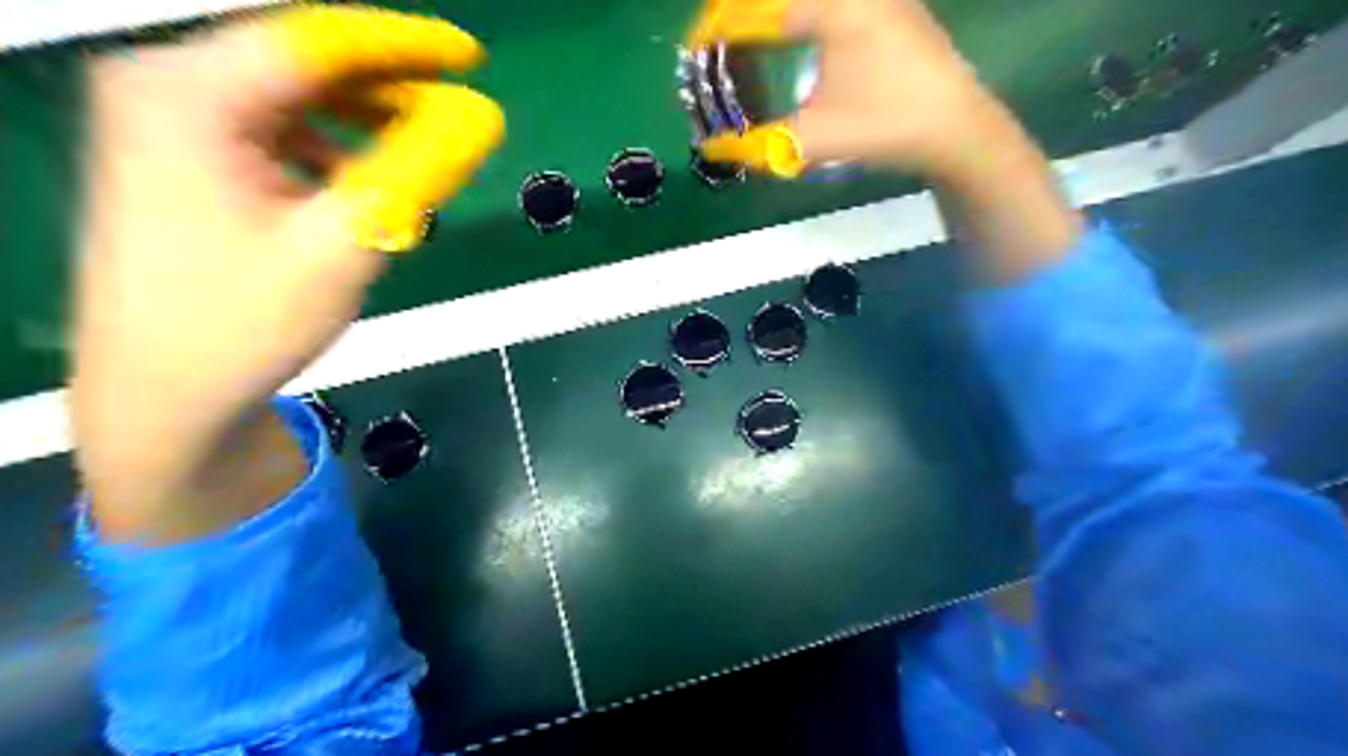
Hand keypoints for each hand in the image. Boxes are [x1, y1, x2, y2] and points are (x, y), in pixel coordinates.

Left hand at [73, 2, 505, 541]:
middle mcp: (166, 88)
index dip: (405, 44)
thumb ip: (415, 172)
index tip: (474, 56)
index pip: (316, 40)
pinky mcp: (183, 159)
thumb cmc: (245, 323)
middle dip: (388, 87)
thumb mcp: (343, 243)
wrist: (162, 396)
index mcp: (186, 93)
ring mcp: (168, 123)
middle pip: (301, 63)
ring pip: (292, 98)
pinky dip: (332, 149)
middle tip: (459, 117)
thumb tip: (483, 118)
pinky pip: (276, 131)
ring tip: (421, 159)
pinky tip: (361, 188)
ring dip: (364, 122)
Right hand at [684, 0, 1080, 279]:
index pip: (757, 9)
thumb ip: (759, 144)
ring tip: (746, 40)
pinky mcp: (889, 8)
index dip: (718, 27)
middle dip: (741, 14)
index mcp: (832, 7)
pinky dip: (800, 17)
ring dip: (770, 15)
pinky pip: (828, 4)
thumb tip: (712, 149)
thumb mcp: (815, 139)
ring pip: (806, 1)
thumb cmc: (886, 128)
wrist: (957, 130)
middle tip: (716, 41)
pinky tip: (793, 36)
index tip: (693, 49)